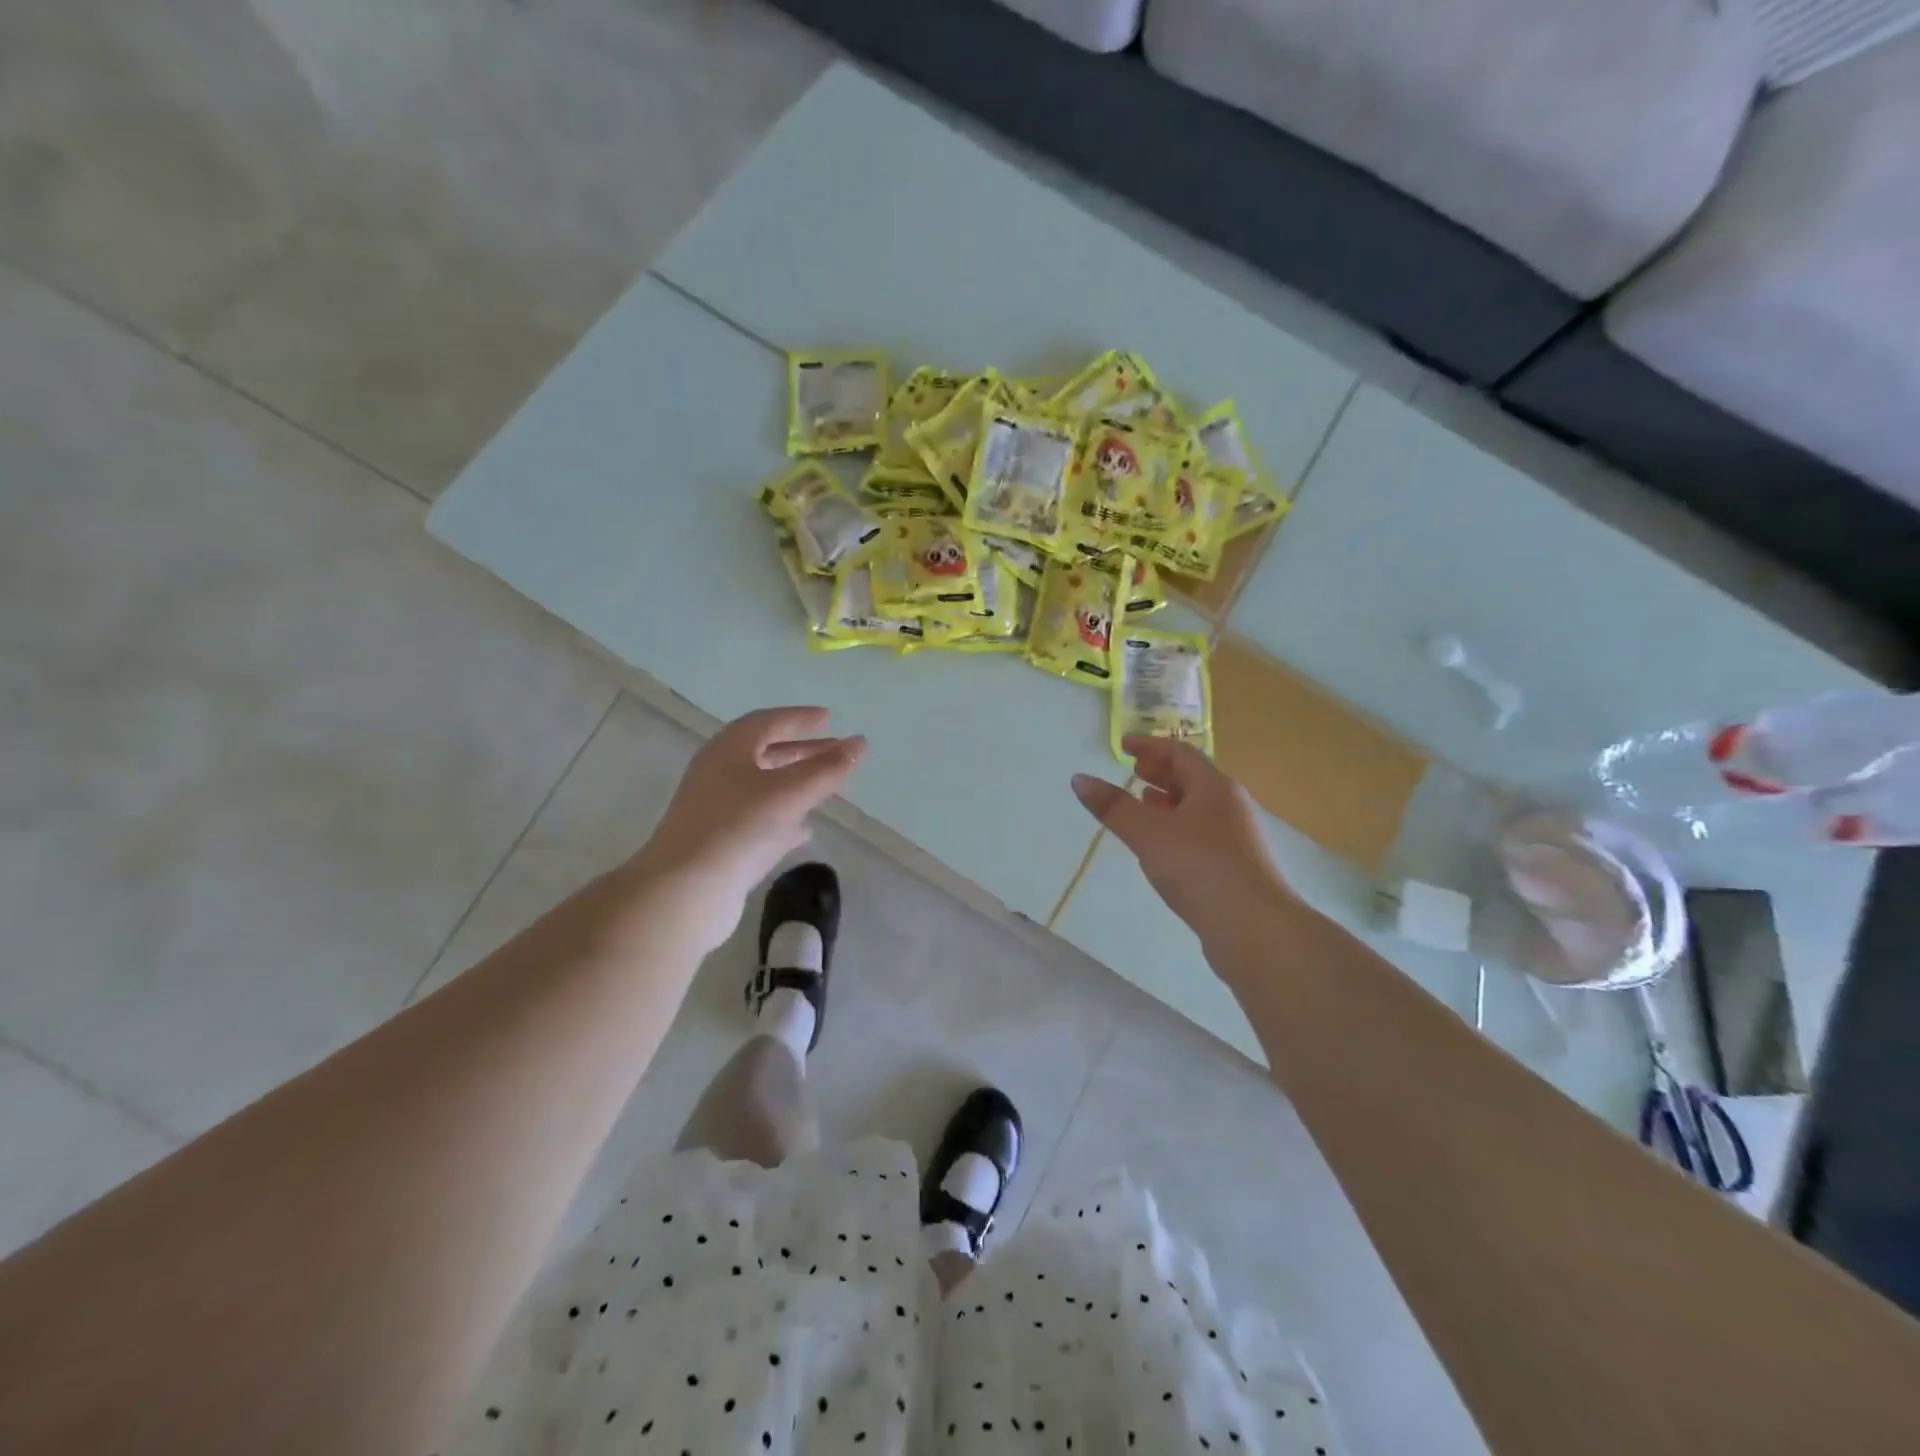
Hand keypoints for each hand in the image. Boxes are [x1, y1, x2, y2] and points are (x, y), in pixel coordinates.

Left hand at [632, 707, 864, 949]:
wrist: (685, 892)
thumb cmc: (738, 829)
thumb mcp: (790, 793)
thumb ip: (827, 768)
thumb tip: (859, 743)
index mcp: (728, 750)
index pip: (768, 722)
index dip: (800, 718)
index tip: (830, 718)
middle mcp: (718, 774)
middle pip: (765, 753)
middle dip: (802, 750)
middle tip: (836, 751)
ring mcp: (716, 810)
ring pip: (762, 787)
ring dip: (795, 783)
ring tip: (827, 787)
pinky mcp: (719, 843)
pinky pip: (758, 820)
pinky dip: (784, 817)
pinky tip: (805, 830)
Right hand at [1072, 737, 1294, 953]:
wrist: (1255, 930)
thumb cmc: (1201, 868)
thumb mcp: (1149, 833)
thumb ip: (1114, 807)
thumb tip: (1079, 779)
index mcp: (1214, 787)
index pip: (1180, 753)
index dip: (1149, 746)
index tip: (1123, 746)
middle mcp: (1229, 807)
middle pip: (1192, 779)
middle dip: (1161, 772)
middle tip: (1132, 770)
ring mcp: (1235, 839)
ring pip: (1197, 809)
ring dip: (1168, 801)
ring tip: (1142, 803)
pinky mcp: (1233, 869)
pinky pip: (1200, 835)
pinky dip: (1176, 829)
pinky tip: (1161, 848)